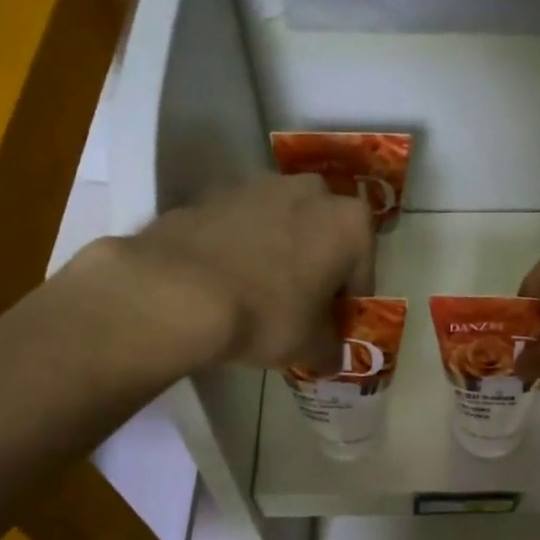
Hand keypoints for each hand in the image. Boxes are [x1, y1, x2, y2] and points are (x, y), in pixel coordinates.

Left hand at [72, 173, 374, 375]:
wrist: (177, 291)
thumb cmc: (266, 315)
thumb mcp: (311, 346)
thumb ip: (331, 348)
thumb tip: (332, 355)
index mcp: (351, 223)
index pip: (363, 272)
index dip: (348, 305)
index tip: (332, 328)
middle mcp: (312, 191)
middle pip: (325, 236)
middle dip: (318, 267)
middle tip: (299, 307)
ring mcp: (259, 184)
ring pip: (284, 224)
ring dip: (280, 252)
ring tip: (259, 293)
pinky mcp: (213, 191)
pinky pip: (242, 224)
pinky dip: (242, 246)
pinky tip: (226, 280)